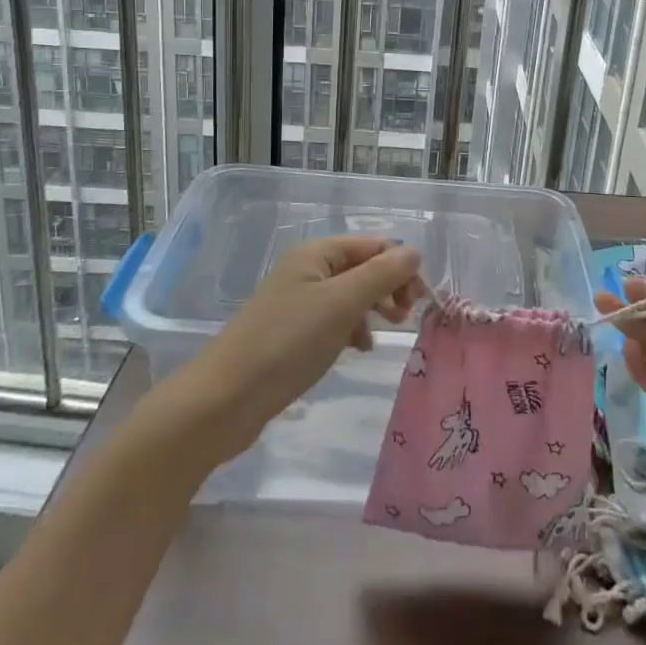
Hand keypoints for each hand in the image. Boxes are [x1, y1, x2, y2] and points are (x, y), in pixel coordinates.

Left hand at [176, 237, 426, 462]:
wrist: (224, 399)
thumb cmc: (287, 343)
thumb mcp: (341, 304)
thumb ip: (381, 276)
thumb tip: (414, 253)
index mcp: (317, 254)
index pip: (374, 245)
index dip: (401, 267)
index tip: (420, 302)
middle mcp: (307, 270)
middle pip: (363, 267)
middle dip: (389, 287)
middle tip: (404, 319)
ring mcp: (297, 302)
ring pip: (350, 295)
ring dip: (372, 309)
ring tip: (380, 335)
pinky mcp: (292, 333)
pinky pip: (333, 319)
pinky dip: (351, 329)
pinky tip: (356, 349)